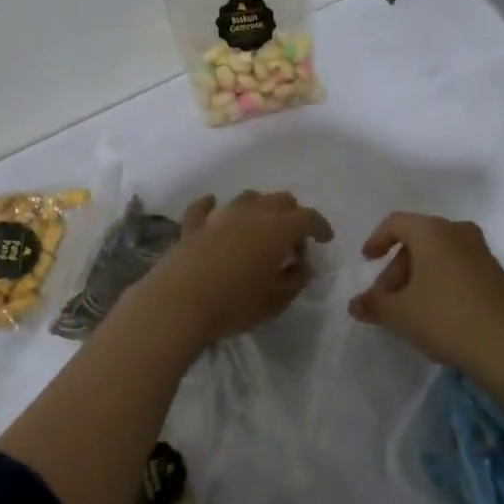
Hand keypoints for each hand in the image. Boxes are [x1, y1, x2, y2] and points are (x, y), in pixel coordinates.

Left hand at [130, 191, 334, 349]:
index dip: (320, 226)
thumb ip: (295, 280)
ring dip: (259, 208)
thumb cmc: (234, 304)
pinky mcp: (192, 226)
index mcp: (277, 229)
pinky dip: (213, 207)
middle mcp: (251, 213)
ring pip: (247, 198)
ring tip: (260, 229)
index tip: (325, 240)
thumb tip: (303, 266)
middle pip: (280, 200)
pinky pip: (204, 207)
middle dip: (292, 215)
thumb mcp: (276, 301)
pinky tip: (214, 209)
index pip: (308, 217)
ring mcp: (219, 216)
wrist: (178, 303)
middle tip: (293, 242)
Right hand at [350, 213, 503, 376]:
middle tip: (386, 299)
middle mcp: (458, 232)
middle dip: (396, 268)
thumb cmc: (445, 317)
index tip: (366, 262)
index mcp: (432, 231)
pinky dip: (440, 283)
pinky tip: (436, 314)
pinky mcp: (497, 275)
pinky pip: (458, 269)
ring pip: (439, 256)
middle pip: (417, 240)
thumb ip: (373, 305)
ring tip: (408, 310)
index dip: (377, 240)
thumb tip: (355, 304)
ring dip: (418, 277)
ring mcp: (481, 253)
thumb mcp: (399, 314)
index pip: (396, 223)